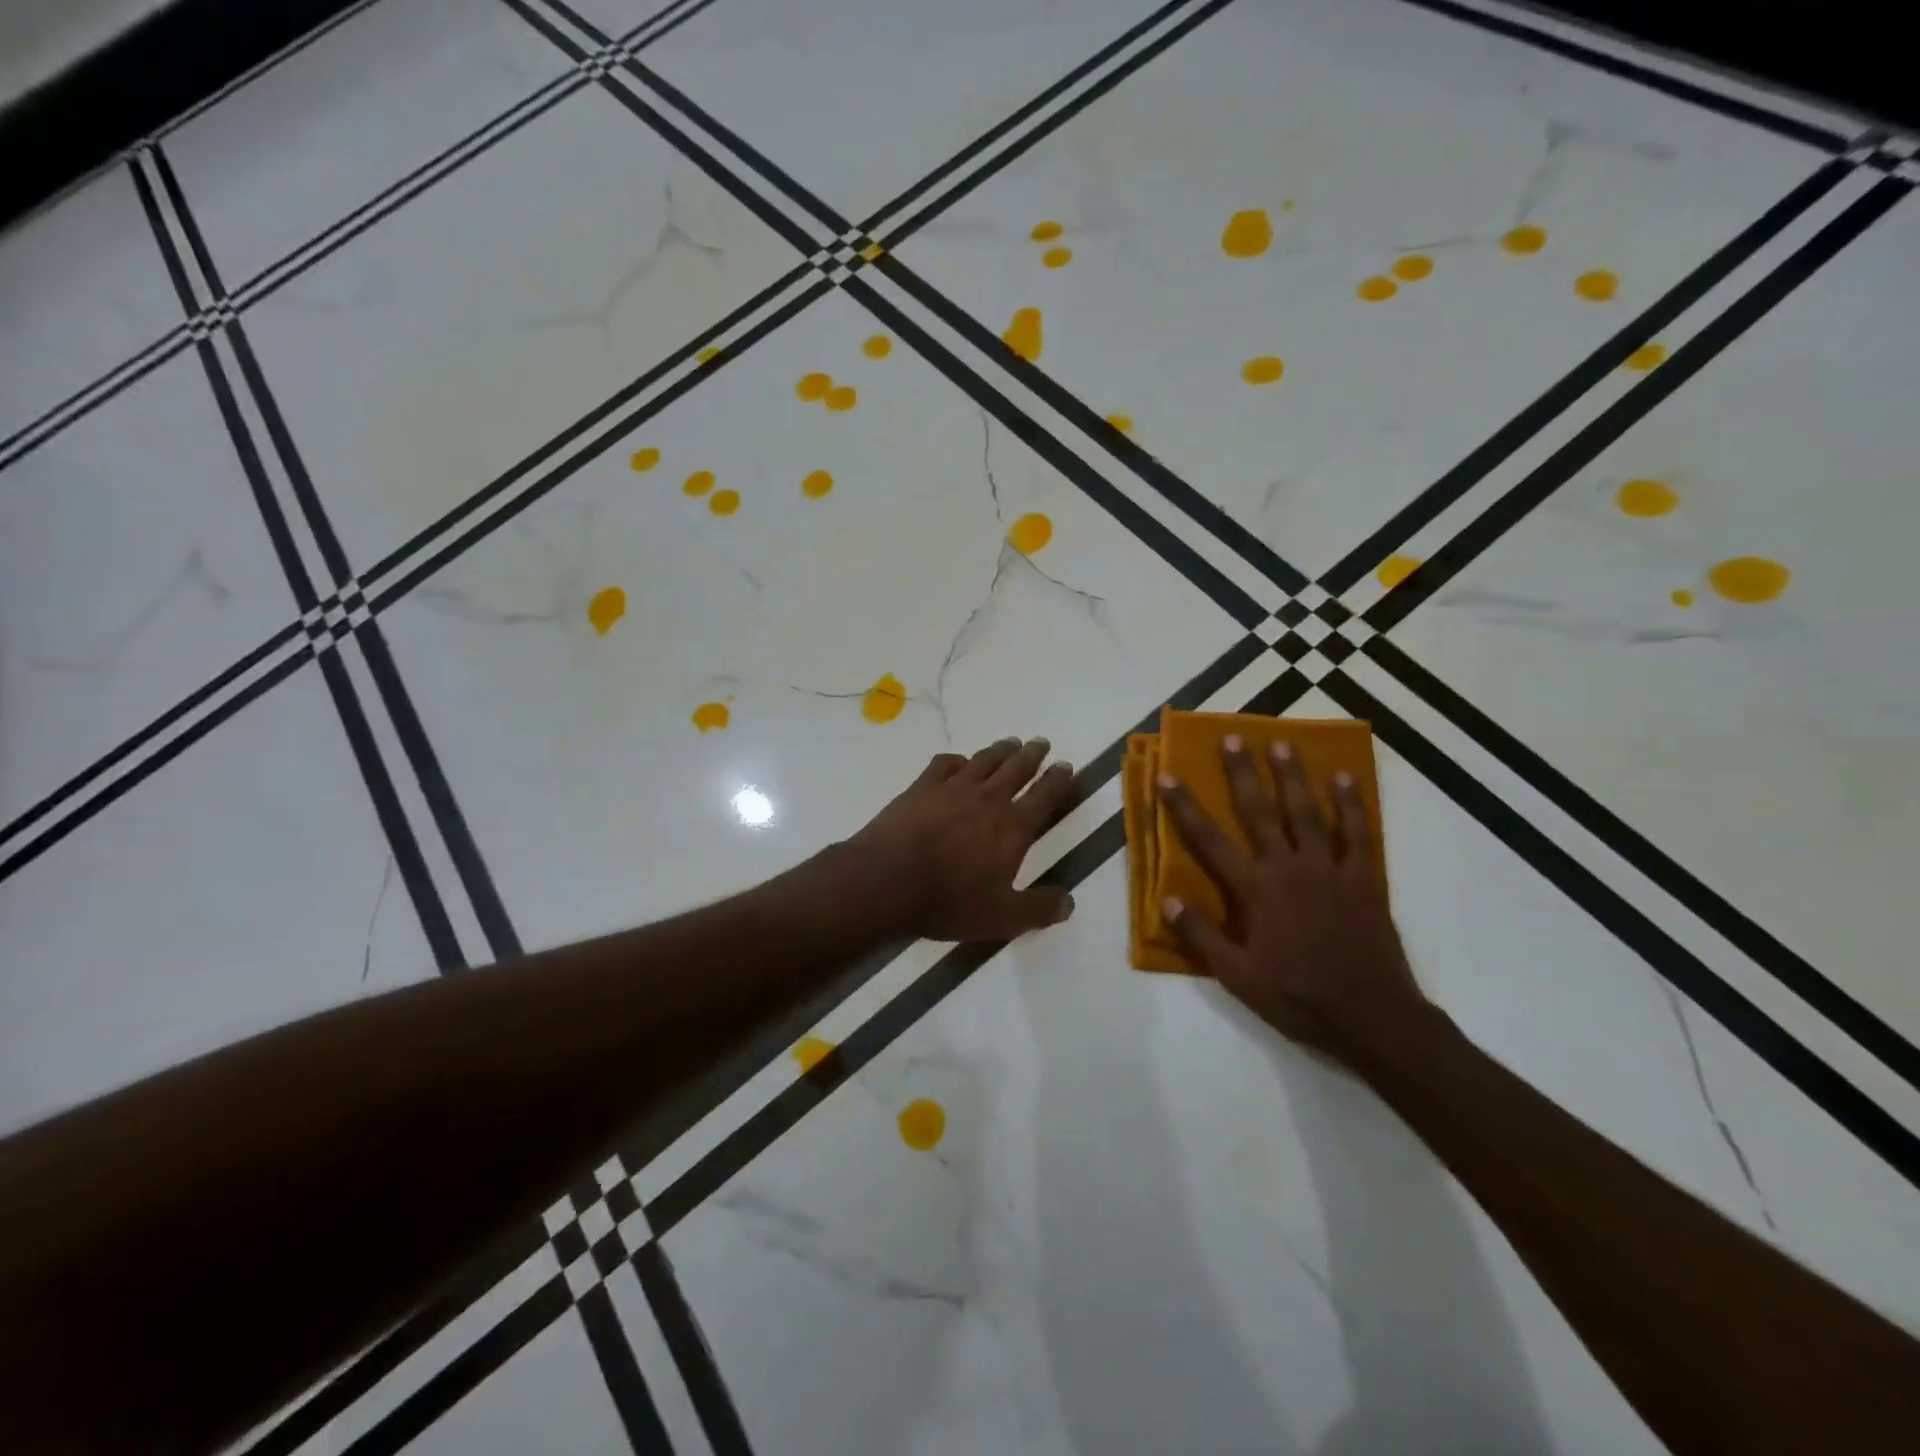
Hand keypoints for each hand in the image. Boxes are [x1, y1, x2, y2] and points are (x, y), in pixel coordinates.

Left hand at [846, 737, 1076, 941]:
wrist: (887, 880)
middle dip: (1032, 754)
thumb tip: (1069, 902)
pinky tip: (959, 762)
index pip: (1044, 797)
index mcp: (1012, 828)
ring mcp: (952, 789)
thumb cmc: (949, 901)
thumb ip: (1038, 909)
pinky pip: (944, 764)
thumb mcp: (1002, 918)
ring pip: (984, 760)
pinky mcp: (921, 787)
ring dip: (1000, 750)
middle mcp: (988, 799)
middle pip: (1016, 769)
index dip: (1057, 780)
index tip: (1065, 765)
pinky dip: (957, 760)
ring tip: (1011, 743)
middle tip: (1041, 742)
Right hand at [1157, 736, 1426, 1067]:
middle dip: (1243, 773)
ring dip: (1293, 776)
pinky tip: (1347, 779)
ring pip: (1307, 812)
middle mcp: (1289, 868)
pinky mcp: (1362, 879)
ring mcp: (1329, 869)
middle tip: (1233, 738)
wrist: (1372, 1017)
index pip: (1209, 841)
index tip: (1168, 776)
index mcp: (1255, 891)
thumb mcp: (1237, 976)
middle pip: (1260, 811)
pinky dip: (1352, 805)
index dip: (1185, 807)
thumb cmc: (1298, 997)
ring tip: (1283, 744)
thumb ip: (1201, 935)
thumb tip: (1166, 898)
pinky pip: (1357, 833)